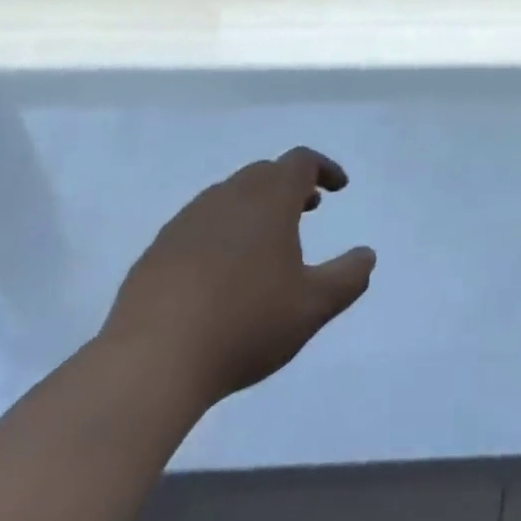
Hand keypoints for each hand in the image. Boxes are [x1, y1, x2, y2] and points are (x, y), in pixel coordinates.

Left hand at [100, 148, 375, 406]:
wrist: (153, 358)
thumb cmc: (246, 323)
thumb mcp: (313, 306)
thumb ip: (348, 277)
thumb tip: (367, 255)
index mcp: (268, 198)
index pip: (301, 162)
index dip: (325, 168)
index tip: (339, 188)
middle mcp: (228, 196)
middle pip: (265, 173)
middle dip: (291, 186)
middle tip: (309, 209)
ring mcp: (188, 219)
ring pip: (230, 196)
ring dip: (256, 206)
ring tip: (268, 241)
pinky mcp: (159, 247)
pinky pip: (201, 224)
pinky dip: (223, 230)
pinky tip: (222, 271)